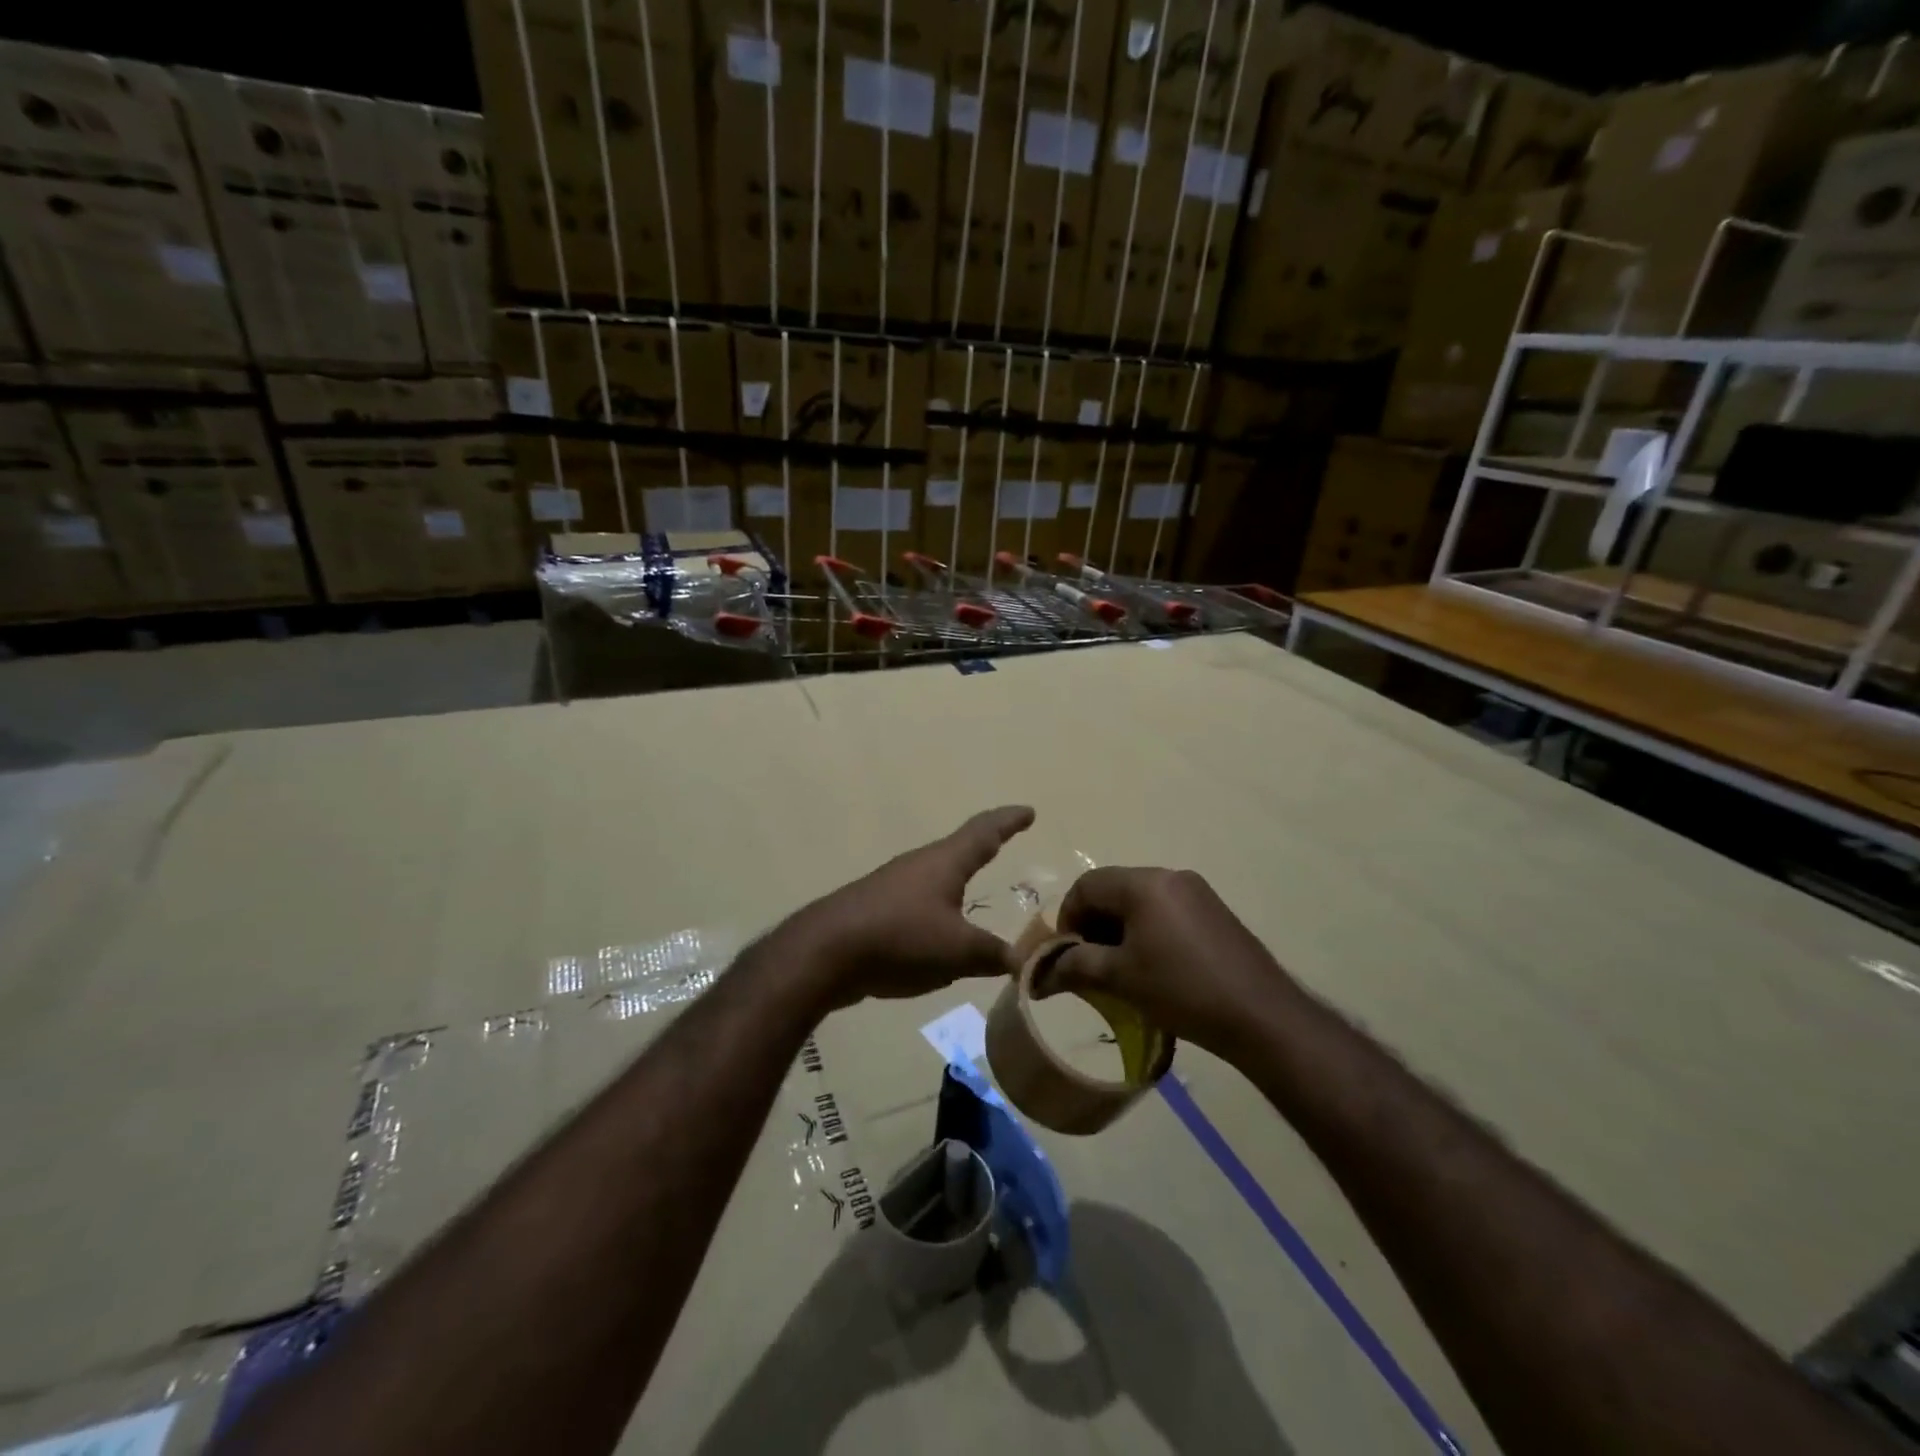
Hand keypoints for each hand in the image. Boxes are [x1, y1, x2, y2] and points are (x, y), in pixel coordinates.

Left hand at [788, 806, 1035, 1010]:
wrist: (825, 952)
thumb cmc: (901, 937)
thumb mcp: (958, 951)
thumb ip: (994, 955)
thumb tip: (1024, 961)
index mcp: (946, 862)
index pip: (985, 832)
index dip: (1009, 821)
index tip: (1029, 811)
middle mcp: (920, 865)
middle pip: (959, 849)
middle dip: (983, 847)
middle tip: (1003, 845)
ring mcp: (893, 886)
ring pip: (936, 878)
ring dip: (957, 881)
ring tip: (973, 891)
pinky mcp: (875, 911)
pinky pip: (917, 906)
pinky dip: (937, 913)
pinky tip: (936, 936)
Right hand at [1049, 867, 1295, 1057]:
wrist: (1260, 1016)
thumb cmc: (1181, 990)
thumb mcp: (1120, 978)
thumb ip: (1075, 966)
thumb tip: (1039, 973)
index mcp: (1144, 883)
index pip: (1087, 885)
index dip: (1068, 918)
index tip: (1068, 955)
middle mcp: (1170, 876)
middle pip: (1113, 889)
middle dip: (1094, 924)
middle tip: (1091, 965)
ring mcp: (1196, 892)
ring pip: (1140, 901)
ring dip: (1120, 929)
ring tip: (1120, 970)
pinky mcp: (1214, 912)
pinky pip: (1165, 910)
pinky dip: (1147, 931)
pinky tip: (1153, 967)